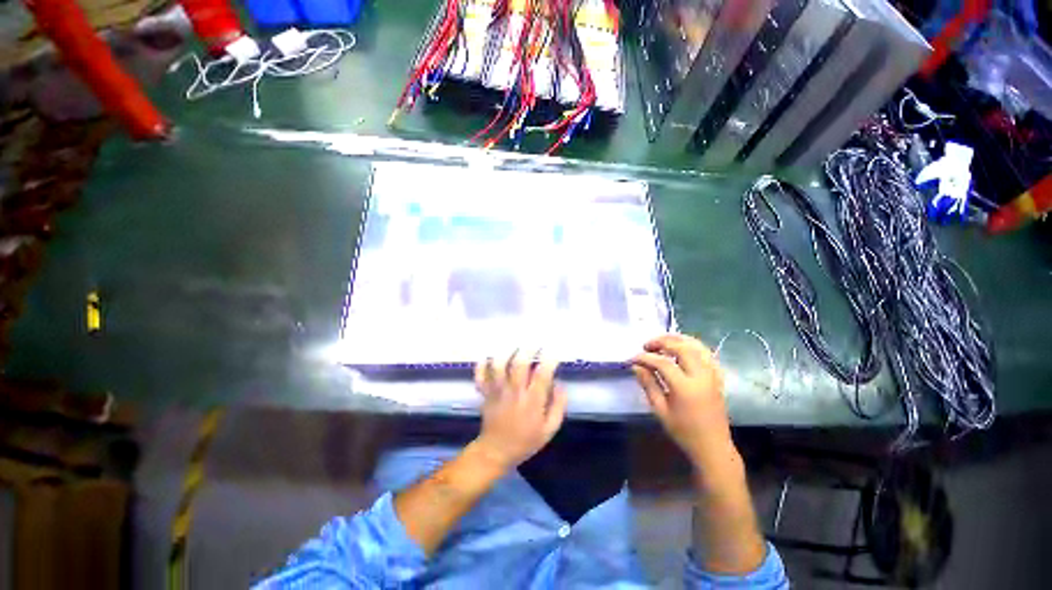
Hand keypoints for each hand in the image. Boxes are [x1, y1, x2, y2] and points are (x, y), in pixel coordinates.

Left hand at [472, 352, 566, 470]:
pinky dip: (482, 365)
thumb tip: (560, 384)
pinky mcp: (486, 393)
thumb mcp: (549, 429)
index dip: (549, 360)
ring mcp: (497, 391)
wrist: (496, 451)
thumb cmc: (526, 441)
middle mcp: (514, 392)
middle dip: (528, 349)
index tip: (554, 351)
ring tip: (513, 345)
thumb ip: (558, 406)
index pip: (542, 375)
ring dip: (506, 352)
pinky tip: (487, 357)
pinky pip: (481, 376)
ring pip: (499, 366)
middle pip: (519, 364)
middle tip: (535, 342)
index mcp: (532, 402)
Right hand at [631, 334, 735, 467]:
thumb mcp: (660, 410)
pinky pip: (707, 353)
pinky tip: (682, 348)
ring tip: (662, 341)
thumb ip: (648, 385)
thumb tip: (636, 366)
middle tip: (647, 346)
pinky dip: (693, 346)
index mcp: (686, 388)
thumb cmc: (683, 432)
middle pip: (682, 347)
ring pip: (697, 346)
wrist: (713, 447)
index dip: (645, 358)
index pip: (662, 363)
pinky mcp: (718, 377)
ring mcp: (712, 375)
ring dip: (678, 339)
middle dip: (662, 342)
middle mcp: (702, 377)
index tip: (632, 358)